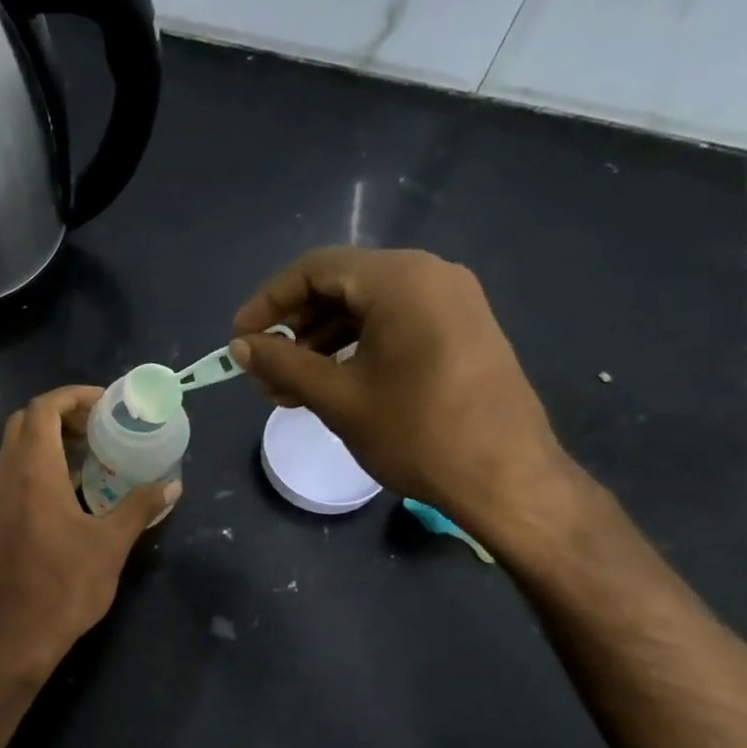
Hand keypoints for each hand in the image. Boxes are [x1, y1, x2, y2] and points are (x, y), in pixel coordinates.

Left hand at [0, 386, 179, 676]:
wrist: (19, 633)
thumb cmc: (66, 585)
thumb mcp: (112, 543)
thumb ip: (141, 506)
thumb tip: (173, 484)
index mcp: (34, 472)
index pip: (43, 408)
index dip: (74, 396)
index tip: (107, 405)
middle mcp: (9, 475)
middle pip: (26, 421)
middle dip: (62, 414)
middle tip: (100, 426)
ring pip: (17, 446)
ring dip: (51, 438)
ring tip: (92, 452)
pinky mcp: (0, 518)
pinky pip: (16, 471)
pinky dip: (41, 463)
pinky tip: (74, 487)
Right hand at [229, 247, 579, 544]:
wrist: (506, 478)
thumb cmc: (416, 433)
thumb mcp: (337, 397)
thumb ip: (282, 363)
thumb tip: (239, 346)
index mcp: (400, 280)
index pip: (315, 269)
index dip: (268, 301)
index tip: (240, 339)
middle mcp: (430, 275)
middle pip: (341, 285)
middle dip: (294, 328)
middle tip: (265, 373)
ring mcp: (452, 301)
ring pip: (366, 308)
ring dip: (321, 343)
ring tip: (290, 389)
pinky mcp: (462, 329)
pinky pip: (394, 323)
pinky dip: (356, 348)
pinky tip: (331, 385)